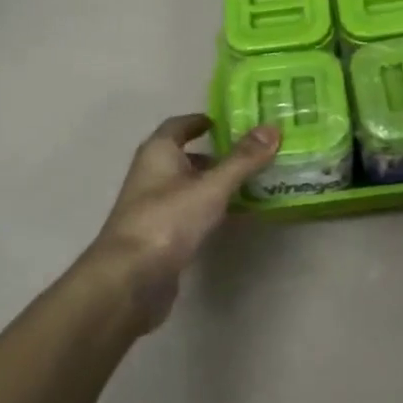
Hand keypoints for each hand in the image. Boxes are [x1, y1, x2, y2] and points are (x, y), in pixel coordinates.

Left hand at [83, 113, 277, 329]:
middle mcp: (151, 174)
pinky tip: (233, 215)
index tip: (228, 122)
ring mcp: (153, 208)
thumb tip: (273, 127)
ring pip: (188, 186)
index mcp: (158, 153)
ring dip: (214, 183)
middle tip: (252, 153)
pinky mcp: (160, 237)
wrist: (129, 281)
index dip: (201, 121)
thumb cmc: (168, 220)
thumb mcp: (211, 187)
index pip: (178, 126)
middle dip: (215, 154)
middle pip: (185, 156)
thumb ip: (242, 159)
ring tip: (252, 182)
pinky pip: (189, 213)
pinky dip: (210, 209)